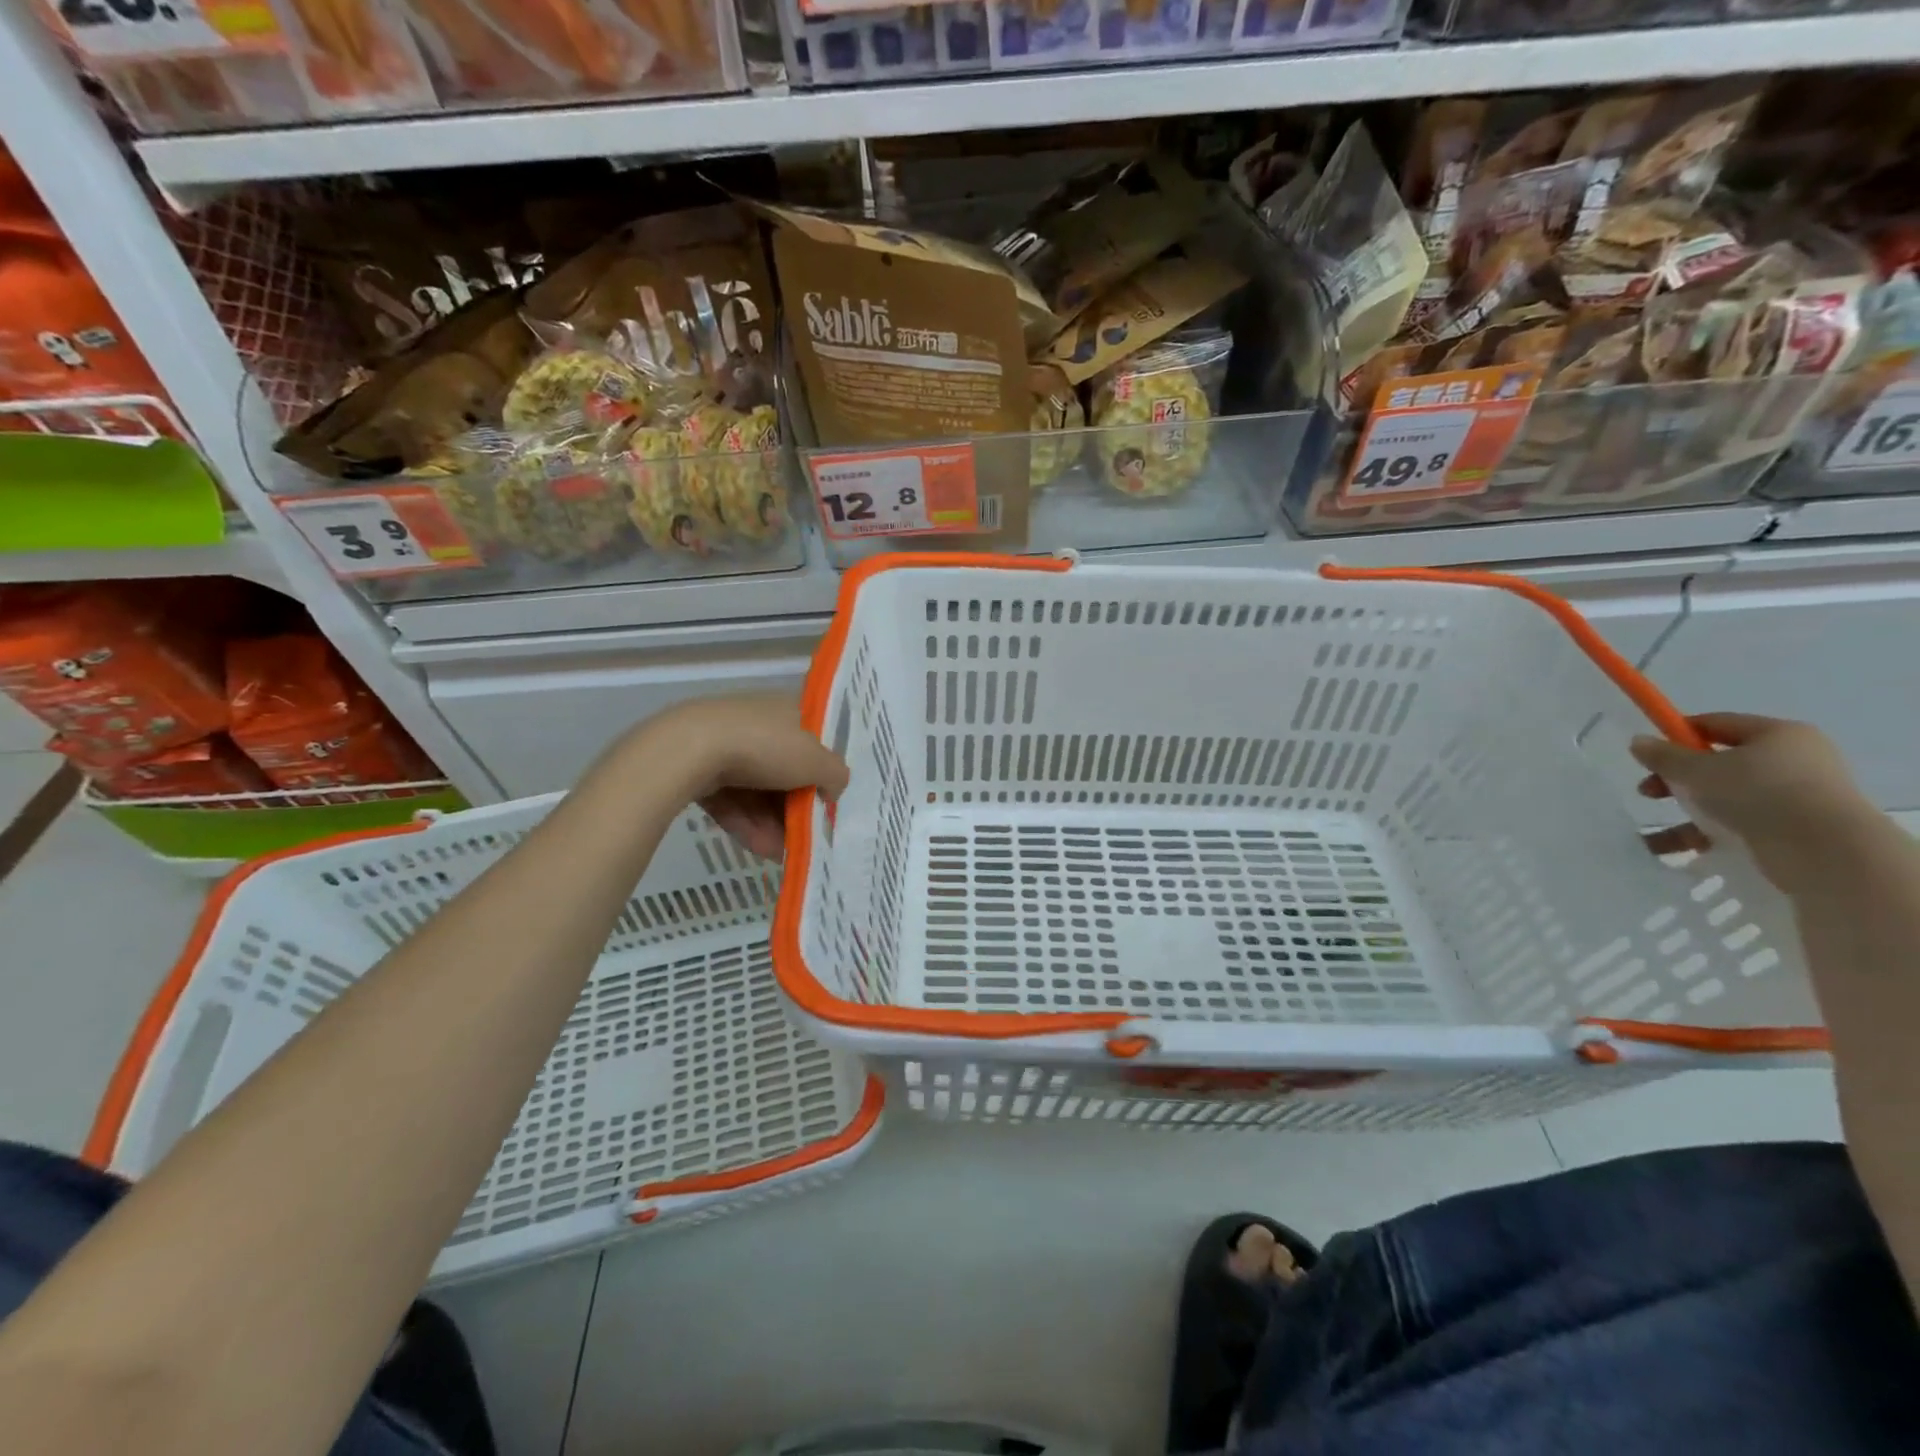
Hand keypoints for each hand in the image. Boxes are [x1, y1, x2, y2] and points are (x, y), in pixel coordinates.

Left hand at [641, 693, 848, 860]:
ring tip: (780, 853)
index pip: (814, 742)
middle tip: (803, 837)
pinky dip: (746, 823)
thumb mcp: (817, 761)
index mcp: (788, 710)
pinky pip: (731, 799)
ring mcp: (726, 744)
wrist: (691, 748)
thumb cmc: (766, 746)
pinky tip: (759, 849)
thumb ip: (836, 776)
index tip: (826, 803)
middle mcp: (758, 722)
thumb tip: (833, 789)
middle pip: (786, 771)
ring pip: (758, 790)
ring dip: (773, 824)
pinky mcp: (699, 767)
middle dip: (795, 809)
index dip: (823, 774)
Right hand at [1631, 713, 1870, 887]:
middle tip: (1649, 792)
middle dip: (1677, 779)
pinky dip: (1705, 835)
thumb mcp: (1698, 769)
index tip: (1649, 753)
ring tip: (1656, 835)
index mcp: (1779, 734)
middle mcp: (1794, 760)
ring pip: (1726, 798)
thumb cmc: (1758, 793)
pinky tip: (1676, 849)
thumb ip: (1664, 756)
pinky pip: (1737, 825)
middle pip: (1720, 763)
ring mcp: (1797, 796)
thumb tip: (1638, 741)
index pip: (1718, 724)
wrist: (1825, 850)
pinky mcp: (1794, 828)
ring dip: (1687, 812)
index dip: (1678, 734)